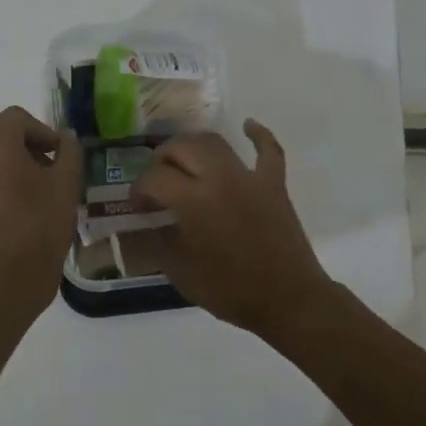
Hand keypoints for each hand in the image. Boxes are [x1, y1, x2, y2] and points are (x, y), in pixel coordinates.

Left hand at [0, 106, 81, 320]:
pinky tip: (4, 213)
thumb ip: (69, 151)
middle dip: (20, 146)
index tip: (59, 157)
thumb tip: (65, 136)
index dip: (43, 133)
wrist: (5, 284)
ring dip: (0, 166)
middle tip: (44, 171)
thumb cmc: (40, 226)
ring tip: (24, 192)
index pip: (18, 118)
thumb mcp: (67, 184)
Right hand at [132, 119, 335, 338]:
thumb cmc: (230, 290)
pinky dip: (257, 134)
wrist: (288, 299)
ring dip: (193, 146)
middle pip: (181, 148)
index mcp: (193, 201)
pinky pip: (268, 150)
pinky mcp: (274, 183)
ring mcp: (249, 177)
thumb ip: (157, 240)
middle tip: (155, 181)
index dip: (138, 190)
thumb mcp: (180, 272)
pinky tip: (247, 126)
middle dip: (160, 160)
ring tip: (184, 160)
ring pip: (215, 142)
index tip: (137, 206)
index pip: (154, 178)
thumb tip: (145, 221)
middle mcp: (219, 178)